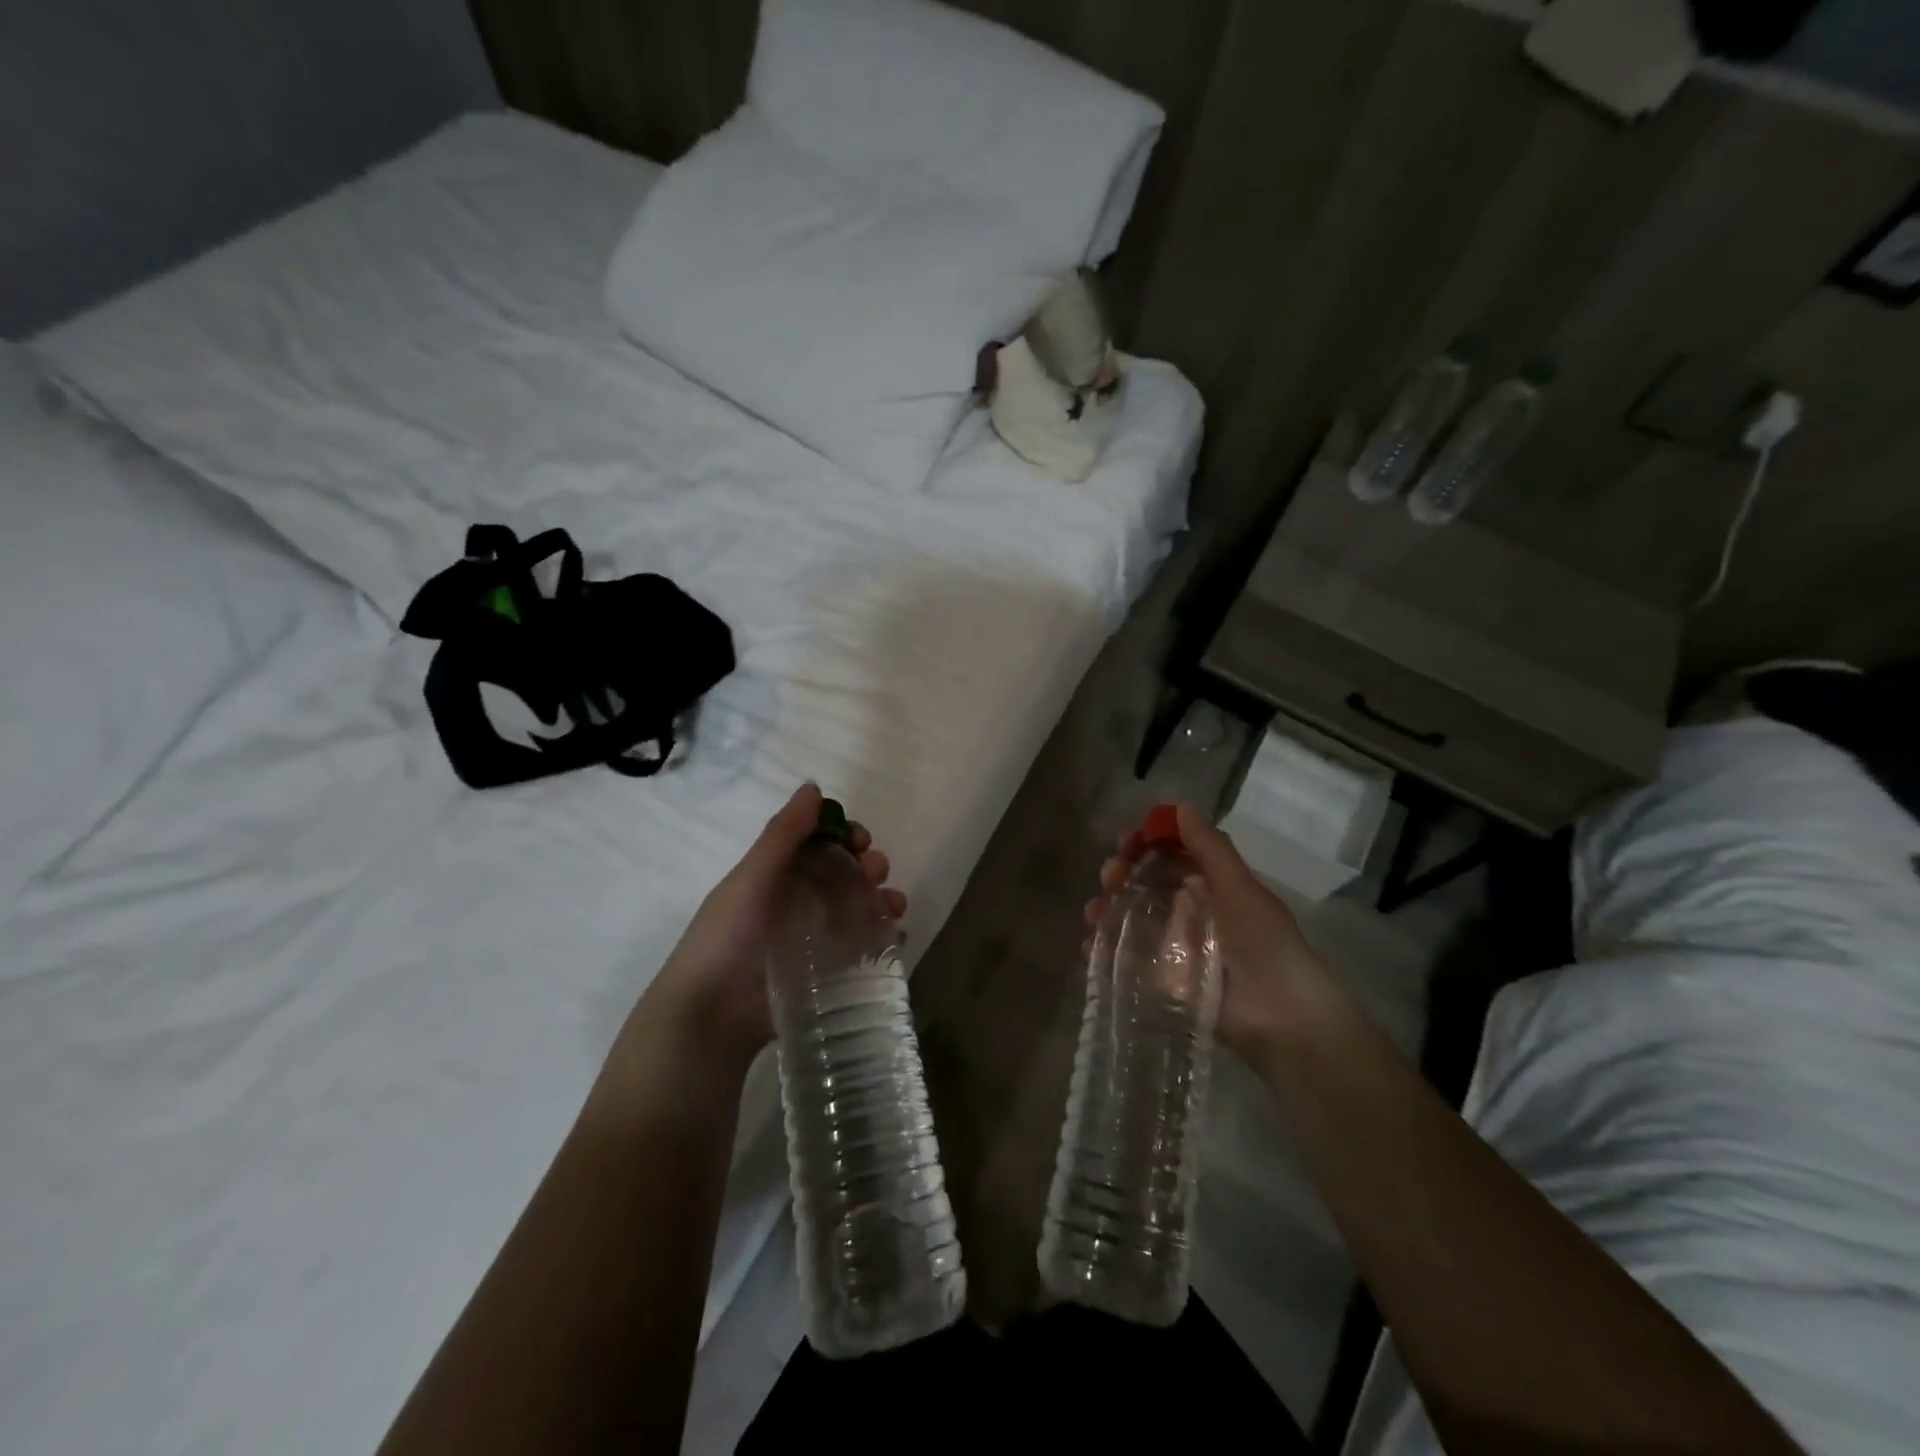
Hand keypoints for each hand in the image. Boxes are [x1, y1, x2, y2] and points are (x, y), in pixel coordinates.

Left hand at [640, 783, 905, 1068]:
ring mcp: (813, 939)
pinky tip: (894, 937)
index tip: (861, 839)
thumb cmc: (728, 936)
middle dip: (868, 865)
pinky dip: (883, 938)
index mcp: (777, 875)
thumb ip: (783, 834)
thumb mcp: (752, 878)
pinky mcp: (826, 974)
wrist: (711, 1015)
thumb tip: (814, 787)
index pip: (820, 843)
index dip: (844, 835)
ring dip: (882, 899)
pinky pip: (863, 948)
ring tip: (892, 907)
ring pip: (859, 908)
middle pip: (845, 873)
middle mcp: (797, 901)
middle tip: (876, 872)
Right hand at [1084, 803, 1336, 1060]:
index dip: (1147, 843)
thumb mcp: (1239, 888)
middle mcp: (1190, 912)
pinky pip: (1126, 958)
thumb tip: (1179, 806)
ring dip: (1108, 908)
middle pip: (1144, 884)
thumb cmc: (1264, 944)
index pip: (1171, 855)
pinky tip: (1091, 944)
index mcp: (1212, 888)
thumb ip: (1210, 848)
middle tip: (1110, 875)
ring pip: (1130, 918)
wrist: (1281, 1018)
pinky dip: (1104, 949)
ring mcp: (1173, 947)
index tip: (1128, 840)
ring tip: (1097, 912)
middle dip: (1121, 874)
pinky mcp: (1162, 981)